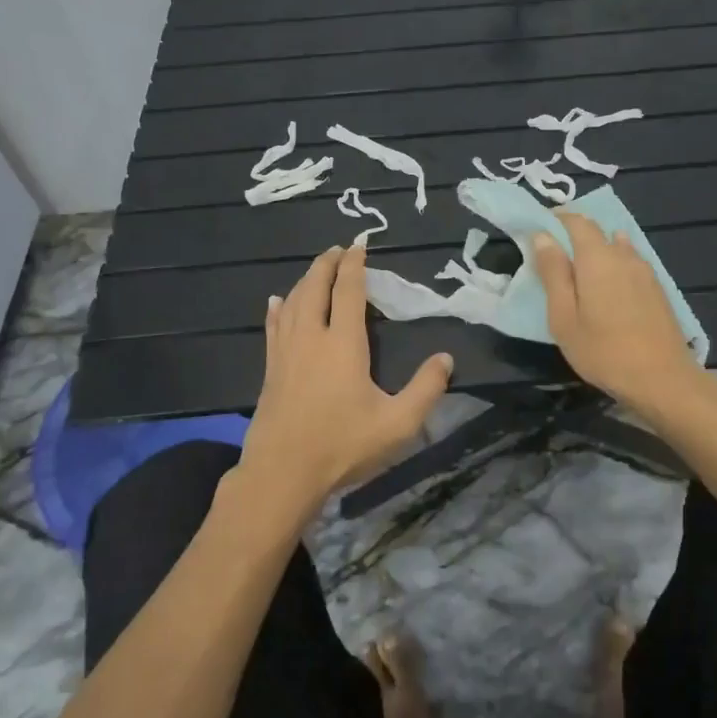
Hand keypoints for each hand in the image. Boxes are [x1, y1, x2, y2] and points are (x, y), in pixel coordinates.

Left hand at [229, 245, 452, 529]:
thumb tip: (446, 358)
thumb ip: (426, 389)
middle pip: (315, 287)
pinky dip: (278, 308)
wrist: (283, 473)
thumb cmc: (342, 446)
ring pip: (293, 302)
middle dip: (326, 264)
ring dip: (305, 280)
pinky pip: (273, 326)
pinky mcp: (270, 369)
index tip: (359, 244)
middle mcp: (312, 337)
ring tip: (316, 269)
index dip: (354, 265)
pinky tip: (276, 301)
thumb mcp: (397, 424)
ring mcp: (286, 352)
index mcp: (343, 344)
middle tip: (338, 249)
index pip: (348, 291)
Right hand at [531, 213, 716, 418]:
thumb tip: (542, 236)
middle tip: (553, 257)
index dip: (556, 219)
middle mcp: (623, 255)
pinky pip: (630, 262)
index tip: (538, 230)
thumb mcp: (564, 317)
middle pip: (597, 231)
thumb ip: (553, 273)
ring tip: (579, 273)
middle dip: (573, 235)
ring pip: (616, 246)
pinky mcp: (657, 288)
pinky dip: (613, 264)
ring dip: (596, 251)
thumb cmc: (603, 351)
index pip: (576, 221)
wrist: (663, 379)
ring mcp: (645, 271)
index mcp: (597, 258)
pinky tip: (608, 286)